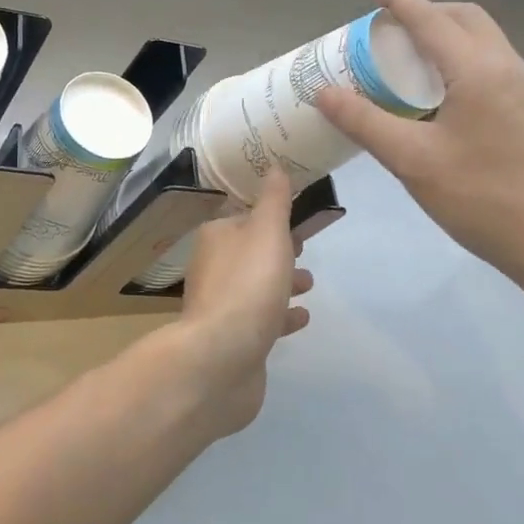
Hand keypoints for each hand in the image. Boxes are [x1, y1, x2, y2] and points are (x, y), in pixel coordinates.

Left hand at [175, 169, 312, 436]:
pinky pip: (261, 320)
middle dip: (276, 248)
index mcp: (216, 237)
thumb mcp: (267, 232)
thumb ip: (274, 200)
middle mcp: (213, 268)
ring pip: (255, 286)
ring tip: (309, 283)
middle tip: (304, 247)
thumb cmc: (248, 285)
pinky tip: (302, 318)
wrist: (221, 358)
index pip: (242, 216)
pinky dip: (280, 315)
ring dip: (281, 281)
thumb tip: (274, 166)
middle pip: (248, 251)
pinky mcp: (233, 339)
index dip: (267, 214)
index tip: (294, 215)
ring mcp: (221, 306)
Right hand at [315, 0, 523, 294]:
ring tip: (410, 57)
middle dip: (428, 12)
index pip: (432, 21)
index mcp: (479, 71)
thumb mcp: (412, 160)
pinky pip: (492, 65)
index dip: (401, 2)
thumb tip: (324, 92)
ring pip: (484, 41)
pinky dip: (461, 59)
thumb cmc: (481, 197)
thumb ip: (365, 122)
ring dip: (447, 35)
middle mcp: (508, 69)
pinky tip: (440, 93)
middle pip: (466, 19)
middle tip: (390, 28)